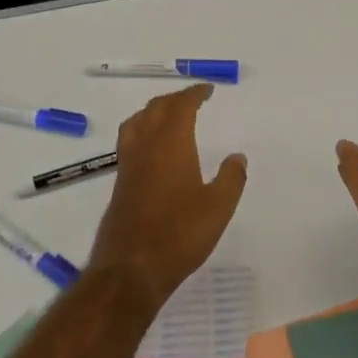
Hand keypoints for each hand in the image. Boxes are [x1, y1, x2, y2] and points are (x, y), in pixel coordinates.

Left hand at [87, 83, 247, 311]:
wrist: (130, 268)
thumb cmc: (179, 234)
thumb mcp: (218, 208)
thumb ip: (231, 178)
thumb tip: (237, 156)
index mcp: (171, 144)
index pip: (180, 106)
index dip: (193, 94)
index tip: (207, 90)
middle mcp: (145, 146)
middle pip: (155, 109)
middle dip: (174, 99)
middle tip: (192, 99)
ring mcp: (128, 165)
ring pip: (137, 122)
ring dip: (153, 111)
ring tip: (168, 116)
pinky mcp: (120, 184)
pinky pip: (130, 142)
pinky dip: (143, 131)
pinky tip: (153, 150)